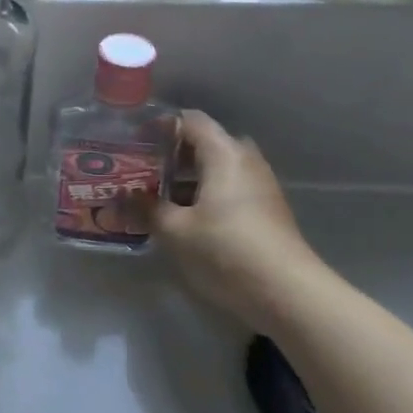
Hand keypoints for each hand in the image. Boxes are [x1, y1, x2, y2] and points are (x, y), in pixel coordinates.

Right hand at [156, 110, 323, 332]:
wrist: (287, 292)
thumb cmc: (226, 250)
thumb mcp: (175, 231)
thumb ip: (147, 208)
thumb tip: (126, 197)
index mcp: (223, 153)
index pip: (190, 120)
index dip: (160, 126)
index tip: (135, 143)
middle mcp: (245, 160)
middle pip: (205, 142)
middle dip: (173, 154)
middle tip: (144, 171)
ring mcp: (260, 184)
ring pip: (218, 167)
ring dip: (188, 177)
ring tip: (158, 196)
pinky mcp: (266, 208)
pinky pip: (230, 186)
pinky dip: (205, 192)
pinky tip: (185, 217)